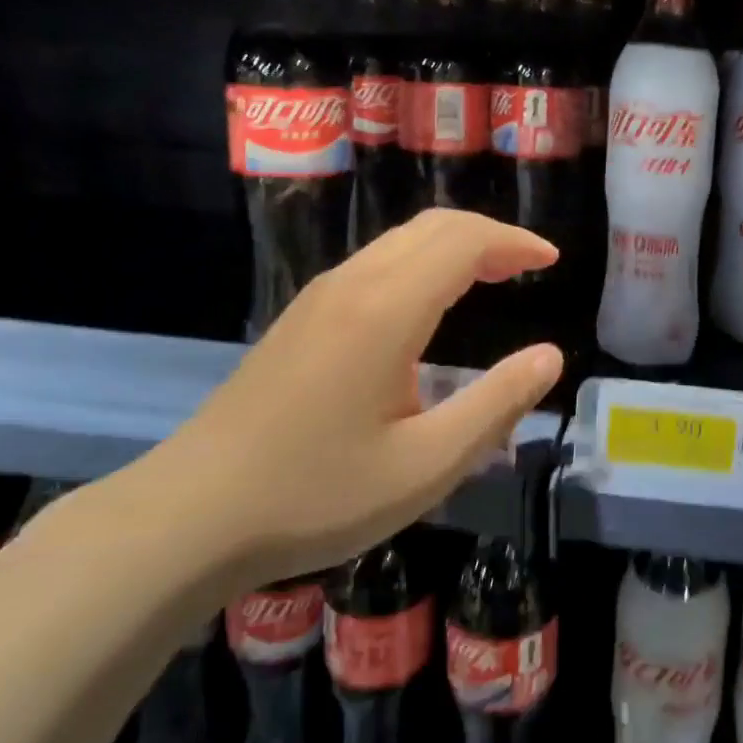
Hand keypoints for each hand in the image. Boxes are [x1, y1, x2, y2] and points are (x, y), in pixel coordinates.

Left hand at [110, 210, 563, 585]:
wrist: (190, 515)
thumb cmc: (316, 494)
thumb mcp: (426, 465)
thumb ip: (496, 405)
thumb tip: (549, 357)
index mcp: (386, 310)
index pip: (463, 241)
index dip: (514, 242)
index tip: (551, 260)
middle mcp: (352, 285)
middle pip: (431, 226)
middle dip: (488, 235)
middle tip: (528, 265)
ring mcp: (319, 298)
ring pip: (400, 242)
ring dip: (453, 246)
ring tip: (492, 276)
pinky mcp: (301, 318)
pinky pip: (376, 263)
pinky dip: (421, 262)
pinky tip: (429, 305)